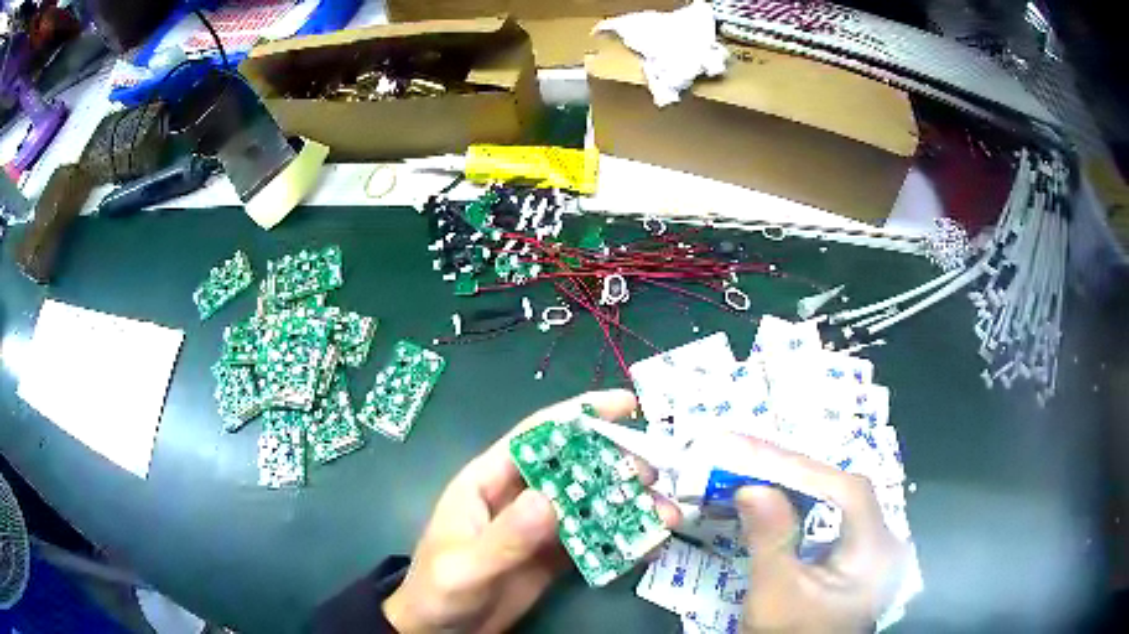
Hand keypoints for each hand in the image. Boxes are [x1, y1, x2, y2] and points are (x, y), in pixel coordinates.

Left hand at [383, 389, 680, 633]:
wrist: (440, 632)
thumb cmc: (438, 592)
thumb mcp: (466, 567)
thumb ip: (505, 537)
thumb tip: (550, 499)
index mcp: (488, 482)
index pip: (536, 437)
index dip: (580, 415)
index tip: (629, 405)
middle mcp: (519, 497)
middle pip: (573, 468)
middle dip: (616, 465)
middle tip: (653, 476)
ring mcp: (540, 528)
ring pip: (590, 504)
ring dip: (628, 506)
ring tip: (666, 516)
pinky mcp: (555, 556)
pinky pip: (594, 539)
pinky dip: (622, 538)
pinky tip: (649, 542)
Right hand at [734, 437, 906, 633]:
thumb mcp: (776, 593)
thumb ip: (770, 539)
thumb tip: (751, 486)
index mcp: (875, 552)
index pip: (849, 492)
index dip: (805, 469)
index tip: (756, 454)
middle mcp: (883, 542)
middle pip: (844, 492)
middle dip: (797, 472)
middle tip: (751, 454)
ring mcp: (871, 549)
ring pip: (837, 502)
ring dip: (797, 485)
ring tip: (757, 468)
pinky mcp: (855, 557)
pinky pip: (831, 518)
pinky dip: (803, 505)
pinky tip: (778, 498)